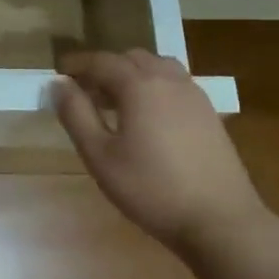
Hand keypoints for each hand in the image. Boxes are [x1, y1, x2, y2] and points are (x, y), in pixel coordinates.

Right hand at [54, 50, 271, 257]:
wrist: (220, 221)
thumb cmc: (151, 188)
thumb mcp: (100, 155)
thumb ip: (76, 115)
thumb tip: (58, 84)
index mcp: (139, 85)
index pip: (101, 61)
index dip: (77, 64)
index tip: (58, 74)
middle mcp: (169, 80)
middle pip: (131, 58)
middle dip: (105, 68)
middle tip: (84, 92)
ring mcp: (194, 95)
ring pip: (157, 67)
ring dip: (132, 74)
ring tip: (116, 101)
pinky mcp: (209, 114)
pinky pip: (175, 84)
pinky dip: (154, 86)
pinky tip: (147, 117)